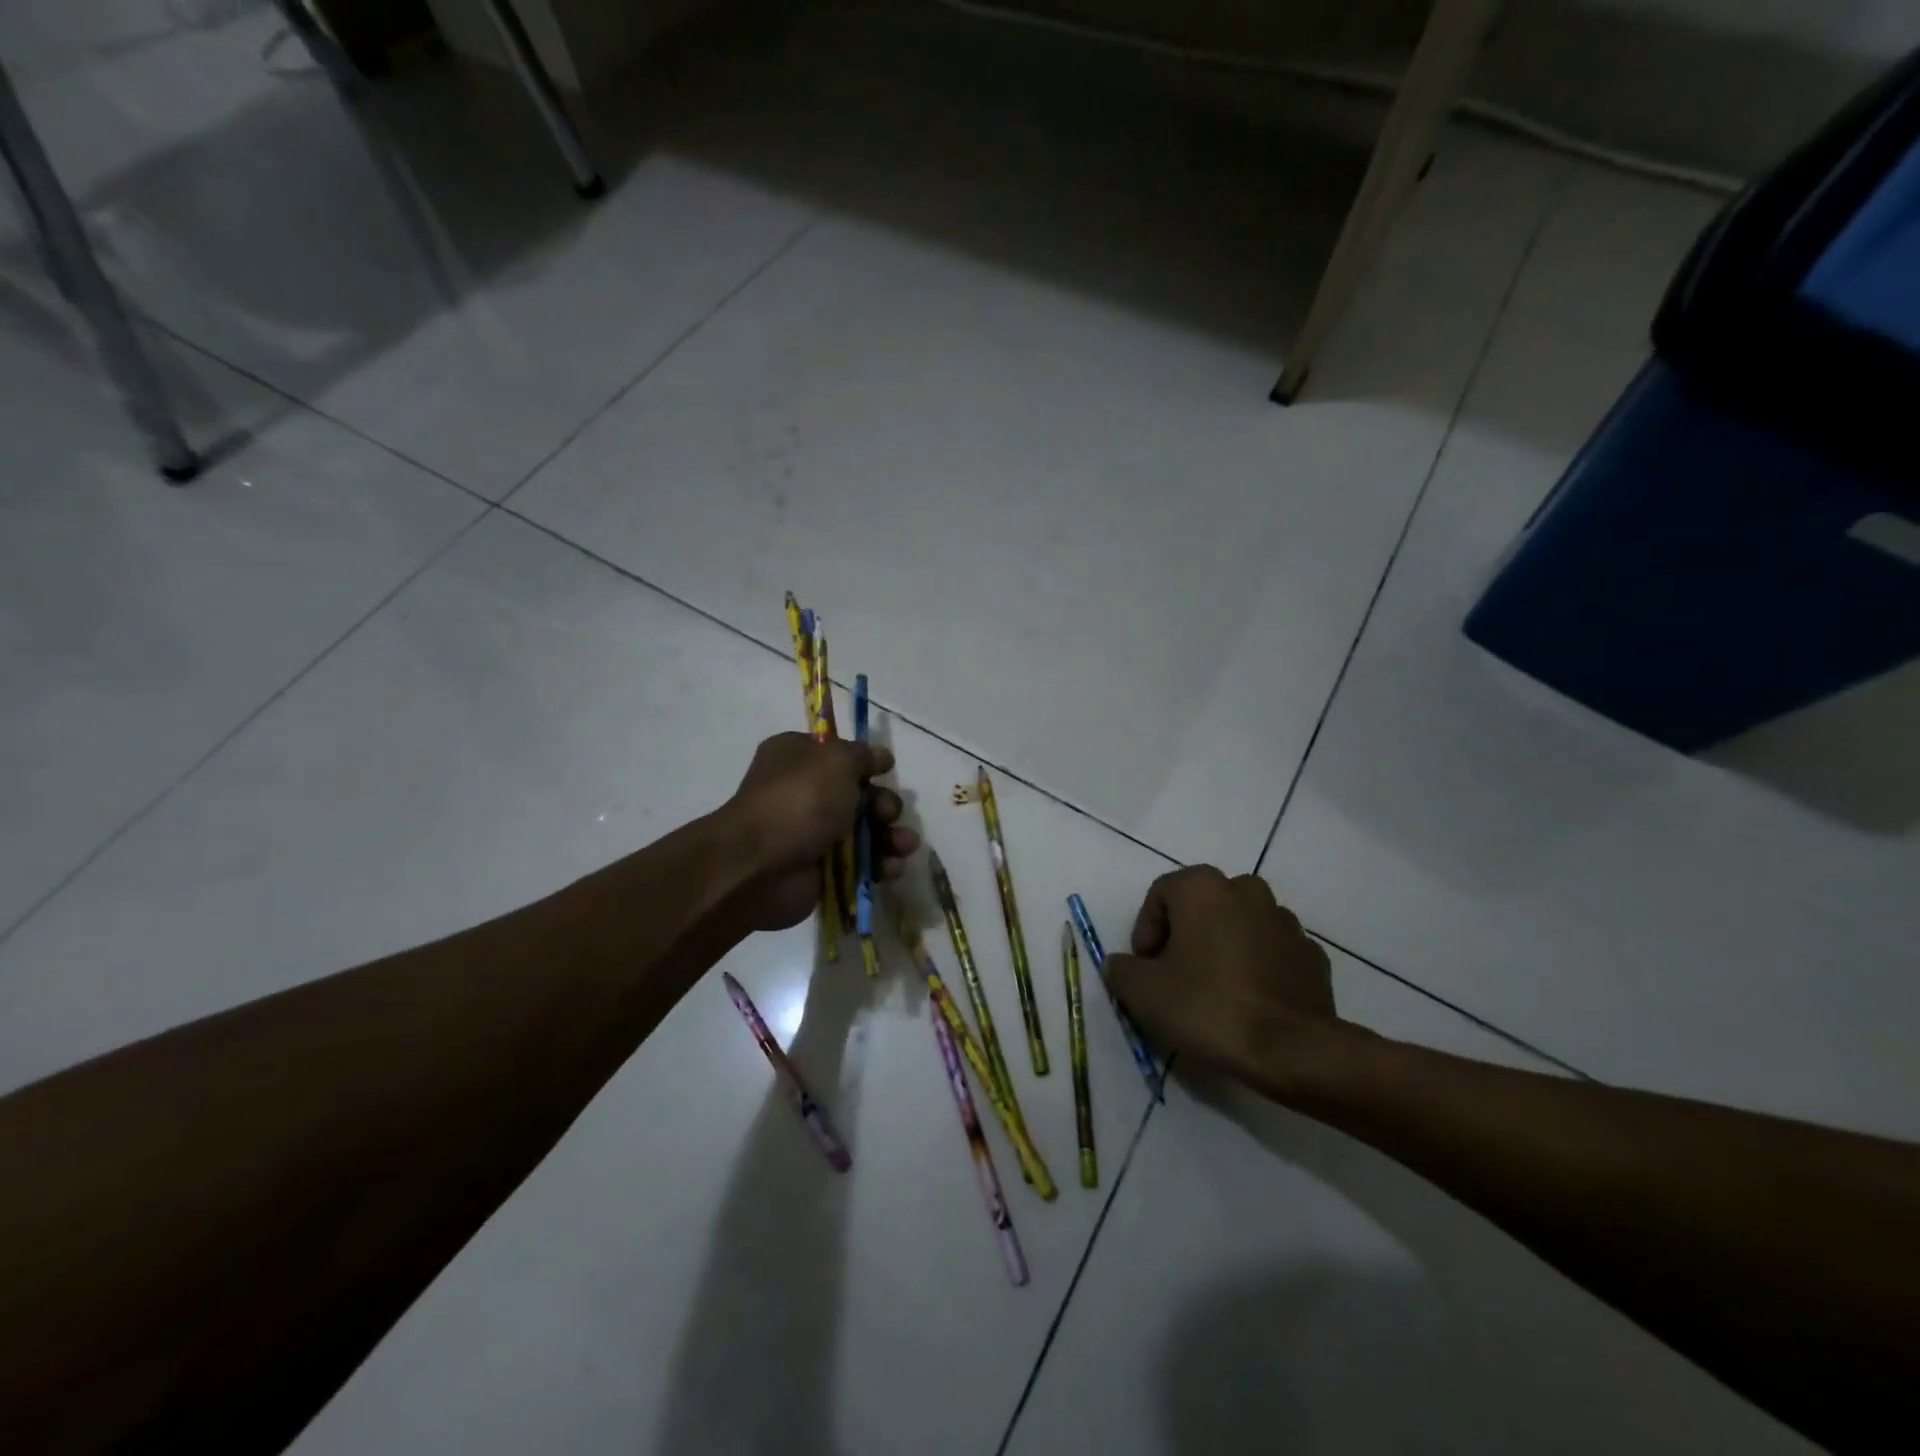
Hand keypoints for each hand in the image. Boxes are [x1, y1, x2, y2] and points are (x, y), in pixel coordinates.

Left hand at [721, 732, 918, 931]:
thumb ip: (863, 755)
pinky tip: (892, 867)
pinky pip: (861, 864)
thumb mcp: (837, 760)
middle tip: (887, 814)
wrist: (760, 866)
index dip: (865, 762)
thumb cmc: (799, 800)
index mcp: (798, 758)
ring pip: (866, 831)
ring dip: (891, 836)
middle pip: (860, 795)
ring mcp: (813, 834)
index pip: (839, 754)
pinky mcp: (823, 870)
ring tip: (904, 845)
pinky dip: (881, 864)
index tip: (885, 769)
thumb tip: (880, 756)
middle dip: (884, 805)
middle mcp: (804, 793)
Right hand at [1105, 867, 1340, 1103]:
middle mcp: (1246, 890)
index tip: (1146, 967)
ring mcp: (1285, 921)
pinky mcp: (1311, 954)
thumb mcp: (1143, 993)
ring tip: (1214, 990)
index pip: (1160, 894)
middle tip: (1175, 975)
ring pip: (1240, 925)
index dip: (1146, 930)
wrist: (1291, 1050)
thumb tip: (1121, 965)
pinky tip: (1249, 1001)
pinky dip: (1257, 966)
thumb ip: (1121, 969)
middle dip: (1185, 934)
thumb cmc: (1208, 1007)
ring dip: (1223, 947)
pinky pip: (1271, 951)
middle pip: (1202, 905)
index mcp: (1203, 888)